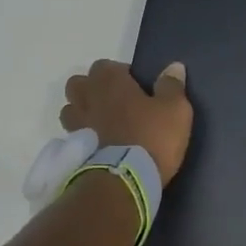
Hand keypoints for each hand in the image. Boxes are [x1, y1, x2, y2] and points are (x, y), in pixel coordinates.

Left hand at [60, 59, 193, 185]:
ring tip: (101, 124)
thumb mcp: (175, 110)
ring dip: (82, 112)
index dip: (118, 73)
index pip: (104, 65)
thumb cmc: (152, 138)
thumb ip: (172, 86)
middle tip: (113, 103)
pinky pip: (71, 135)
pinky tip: (97, 146)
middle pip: (79, 84)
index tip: (134, 87)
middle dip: (91, 89)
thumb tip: (174, 67)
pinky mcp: (74, 149)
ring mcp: (77, 124)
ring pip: (70, 109)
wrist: (125, 180)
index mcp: (110, 82)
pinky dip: (81, 137)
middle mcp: (88, 98)